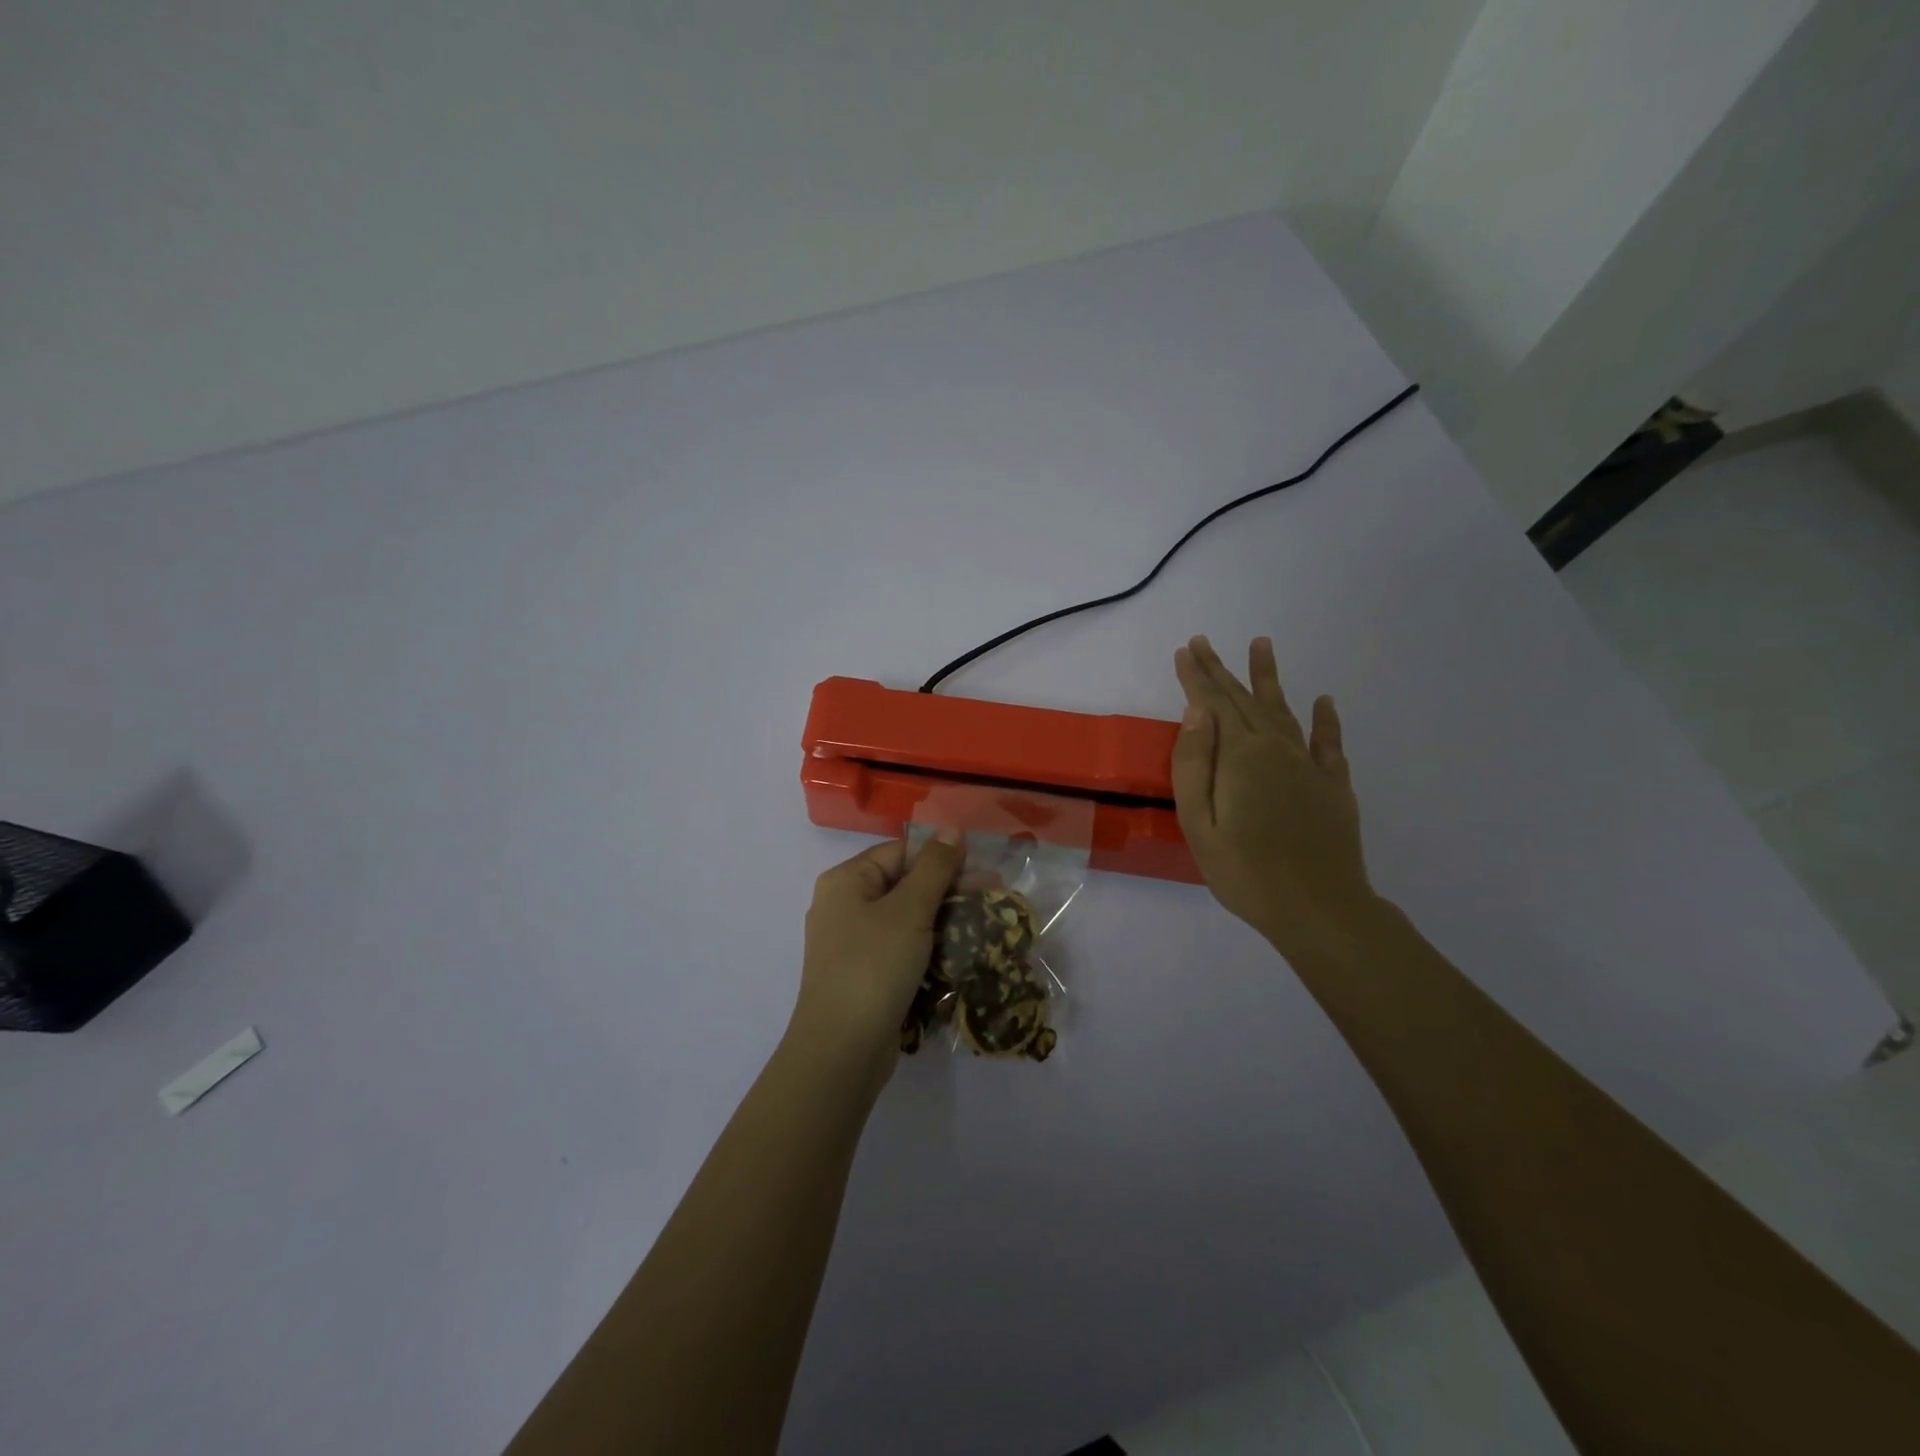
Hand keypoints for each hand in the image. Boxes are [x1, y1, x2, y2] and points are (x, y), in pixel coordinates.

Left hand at [791, 832, 963, 1077]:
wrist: (842, 1051)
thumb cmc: (874, 967)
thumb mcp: (909, 910)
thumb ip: (934, 867)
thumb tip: (951, 828)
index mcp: (846, 881)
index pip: (900, 852)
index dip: (942, 857)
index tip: (982, 873)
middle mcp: (844, 905)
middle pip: (904, 884)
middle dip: (948, 890)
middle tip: (994, 898)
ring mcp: (852, 943)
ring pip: (906, 918)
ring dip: (943, 920)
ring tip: (984, 927)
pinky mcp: (864, 974)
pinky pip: (901, 948)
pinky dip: (928, 947)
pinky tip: (959, 954)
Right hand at [1172, 635, 1376, 961]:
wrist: (1319, 910)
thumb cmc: (1245, 873)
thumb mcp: (1199, 824)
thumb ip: (1194, 765)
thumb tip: (1196, 713)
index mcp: (1240, 757)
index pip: (1212, 704)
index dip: (1197, 677)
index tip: (1184, 650)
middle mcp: (1276, 749)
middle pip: (1244, 700)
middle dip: (1221, 670)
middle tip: (1204, 642)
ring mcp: (1309, 766)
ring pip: (1284, 710)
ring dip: (1269, 678)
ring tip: (1261, 645)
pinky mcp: (1334, 786)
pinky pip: (1329, 743)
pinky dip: (1326, 720)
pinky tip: (1324, 701)